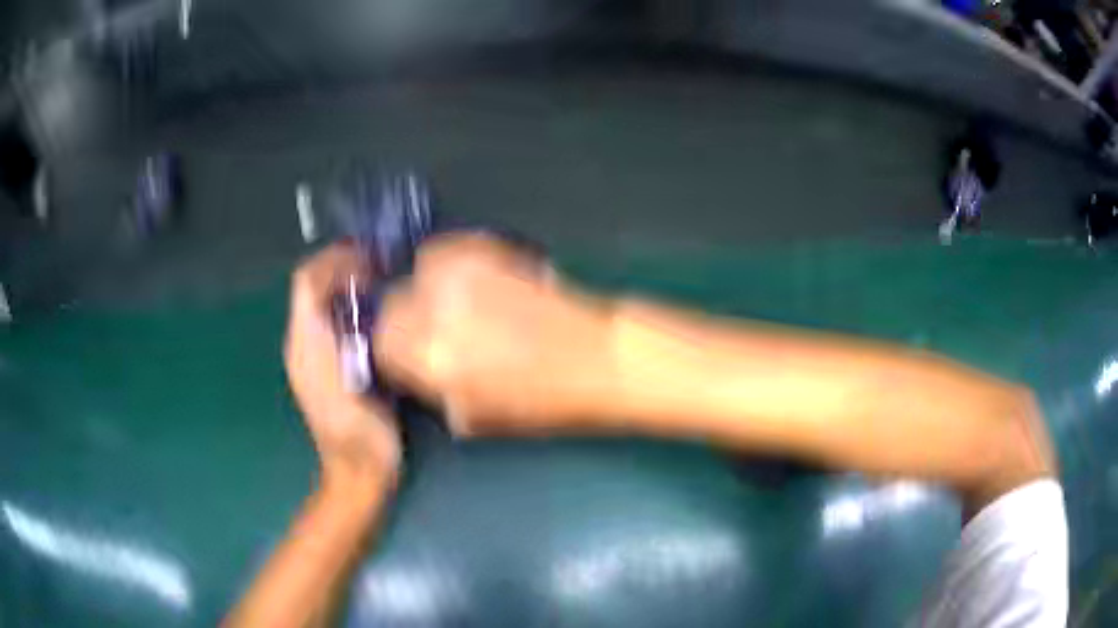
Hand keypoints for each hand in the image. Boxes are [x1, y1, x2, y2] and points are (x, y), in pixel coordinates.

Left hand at [285, 245, 401, 487]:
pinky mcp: (328, 366)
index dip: (336, 261)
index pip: (307, 281)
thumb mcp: (350, 382)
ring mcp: (313, 355)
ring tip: (383, 282)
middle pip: (313, 286)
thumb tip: (350, 290)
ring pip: (323, 302)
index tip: (371, 259)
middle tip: (383, 266)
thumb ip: (342, 335)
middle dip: (344, 268)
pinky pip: (334, 321)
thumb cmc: (359, 433)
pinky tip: (378, 314)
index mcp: (304, 343)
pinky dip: (353, 306)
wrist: (358, 473)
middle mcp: (302, 343)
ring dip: (349, 285)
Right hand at [374, 233, 614, 434]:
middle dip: (402, 318)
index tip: (403, 355)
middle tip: (425, 330)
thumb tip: (416, 370)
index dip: (392, 351)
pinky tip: (466, 283)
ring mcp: (466, 276)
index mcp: (433, 360)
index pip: (382, 343)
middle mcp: (440, 310)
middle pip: (393, 302)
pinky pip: (448, 250)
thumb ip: (434, 388)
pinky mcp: (491, 253)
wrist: (598, 359)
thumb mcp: (476, 414)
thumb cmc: (544, 401)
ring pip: (418, 271)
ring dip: (425, 289)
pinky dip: (448, 265)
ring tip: (449, 305)